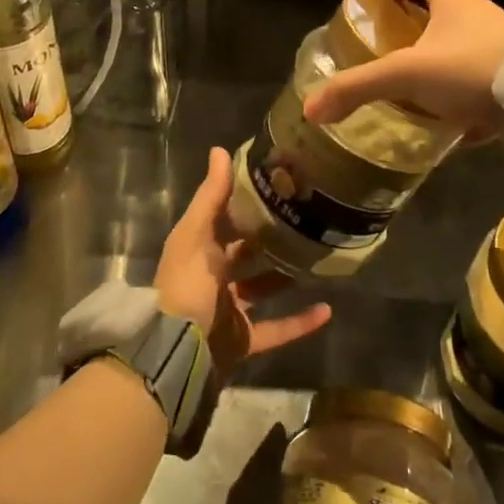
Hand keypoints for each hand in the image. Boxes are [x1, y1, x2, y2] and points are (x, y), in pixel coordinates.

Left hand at [155, 147, 331, 377]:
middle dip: (269, 238)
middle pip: (244, 254)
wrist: (175, 353)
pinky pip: (277, 329)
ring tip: (317, 257)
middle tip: (304, 218)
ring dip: (287, 277)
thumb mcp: (194, 236)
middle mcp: (212, 278)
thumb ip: (211, 196)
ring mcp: (228, 311)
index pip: (223, 220)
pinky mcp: (243, 341)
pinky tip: (328, 309)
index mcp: (198, 251)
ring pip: (263, 289)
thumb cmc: (185, 286)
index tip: (276, 184)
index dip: (244, 203)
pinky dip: (301, 322)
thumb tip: (220, 150)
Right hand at [301, 0, 503, 136]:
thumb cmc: (471, 69)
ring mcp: (503, 44)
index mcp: (455, 1)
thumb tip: (311, 109)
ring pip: (464, 45)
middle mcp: (482, 15)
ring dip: (440, 62)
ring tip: (415, 91)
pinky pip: (484, 78)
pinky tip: (450, 124)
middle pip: (443, 9)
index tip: (379, 4)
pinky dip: (464, 95)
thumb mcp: (407, 75)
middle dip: (414, 29)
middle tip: (390, 53)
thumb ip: (359, 88)